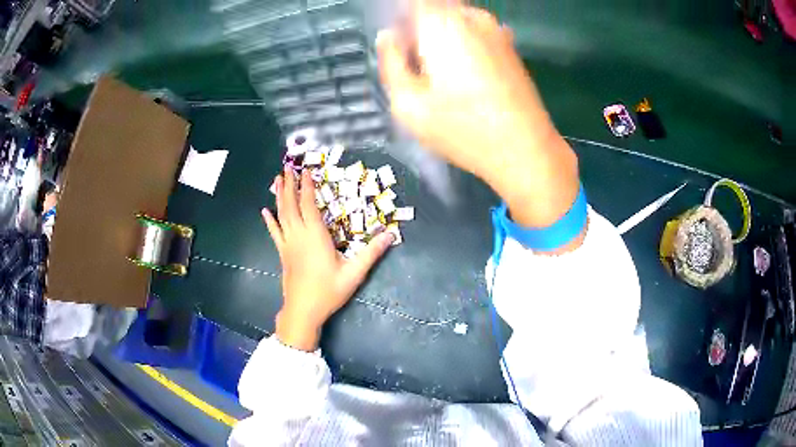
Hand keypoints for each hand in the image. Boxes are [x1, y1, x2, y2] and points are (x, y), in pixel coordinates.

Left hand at [262, 168, 394, 350]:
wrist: (303, 310)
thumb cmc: (329, 291)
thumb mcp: (354, 273)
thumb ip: (372, 252)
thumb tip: (391, 234)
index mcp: (315, 236)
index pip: (309, 204)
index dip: (307, 186)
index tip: (306, 170)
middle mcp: (299, 235)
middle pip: (291, 204)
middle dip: (290, 184)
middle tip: (287, 167)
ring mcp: (288, 244)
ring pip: (281, 214)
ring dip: (279, 196)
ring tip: (277, 179)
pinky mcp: (283, 253)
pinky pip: (274, 232)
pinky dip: (270, 220)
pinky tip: (264, 211)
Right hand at [377, 1, 579, 228]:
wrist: (526, 150)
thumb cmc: (463, 129)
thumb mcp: (408, 104)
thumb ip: (391, 63)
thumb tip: (388, 37)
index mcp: (442, 23)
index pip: (410, 3)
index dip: (398, 21)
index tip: (396, 47)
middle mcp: (471, 17)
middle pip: (432, 9)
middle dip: (418, 31)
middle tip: (416, 67)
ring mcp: (495, 29)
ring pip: (454, 21)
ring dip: (440, 39)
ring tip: (441, 76)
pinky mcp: (509, 46)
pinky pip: (474, 32)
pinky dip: (462, 45)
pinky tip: (465, 79)